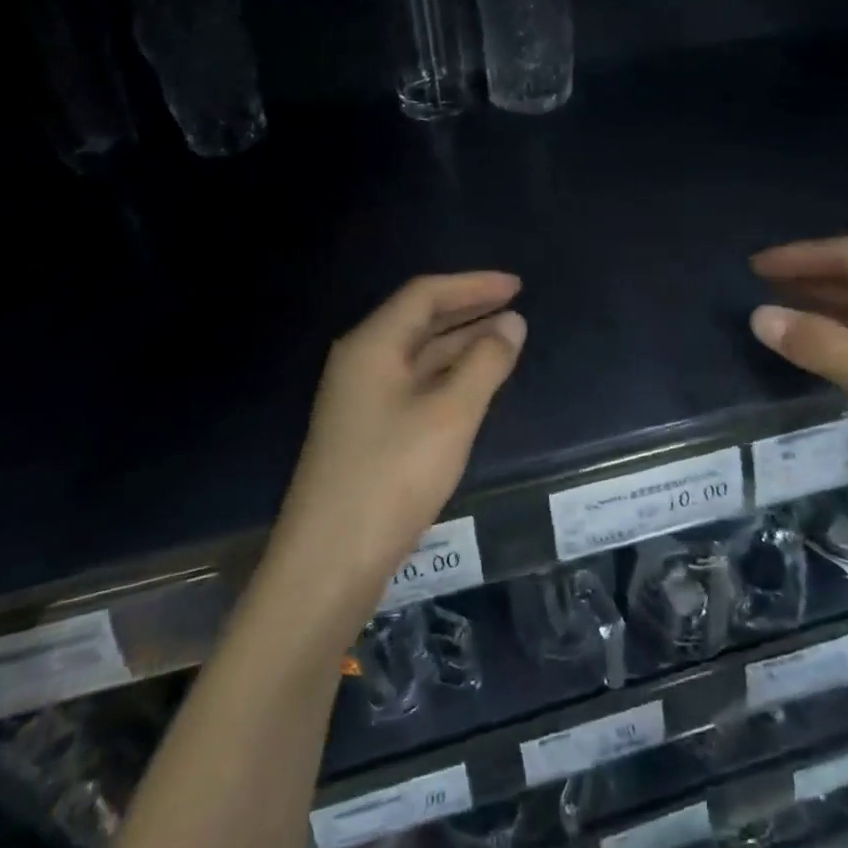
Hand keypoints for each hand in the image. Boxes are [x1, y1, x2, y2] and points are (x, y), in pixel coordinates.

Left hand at [277, 273, 525, 625]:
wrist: (329, 562)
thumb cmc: (393, 475)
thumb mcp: (451, 413)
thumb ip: (486, 362)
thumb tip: (512, 322)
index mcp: (372, 346)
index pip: (425, 294)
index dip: (474, 285)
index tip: (517, 287)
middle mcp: (362, 363)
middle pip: (419, 320)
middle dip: (469, 311)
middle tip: (516, 308)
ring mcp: (362, 399)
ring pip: (419, 355)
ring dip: (462, 344)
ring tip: (507, 341)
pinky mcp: (368, 431)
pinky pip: (415, 384)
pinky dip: (449, 375)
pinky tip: (475, 384)